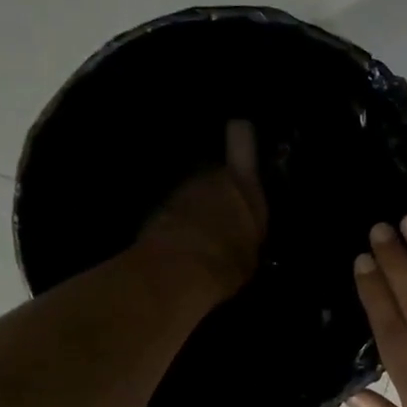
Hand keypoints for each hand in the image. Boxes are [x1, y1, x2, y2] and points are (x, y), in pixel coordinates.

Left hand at [138, 120, 267, 301]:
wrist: (179, 273)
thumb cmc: (229, 262)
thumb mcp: (252, 251)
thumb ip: (247, 231)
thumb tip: (242, 235)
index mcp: (243, 185)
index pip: (241, 138)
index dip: (241, 135)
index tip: (240, 132)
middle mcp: (209, 177)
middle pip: (214, 173)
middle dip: (215, 189)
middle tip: (221, 218)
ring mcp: (178, 191)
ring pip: (190, 193)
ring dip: (193, 208)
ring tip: (199, 239)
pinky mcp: (154, 211)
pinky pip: (170, 213)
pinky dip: (173, 225)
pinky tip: (179, 249)